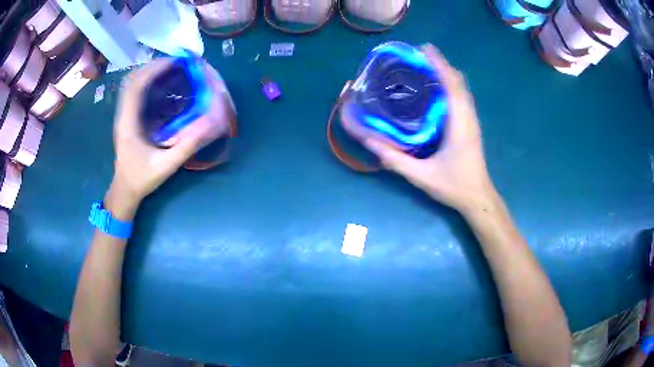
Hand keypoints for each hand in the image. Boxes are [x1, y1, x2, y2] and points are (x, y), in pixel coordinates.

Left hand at [108, 59, 228, 218]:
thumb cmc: (142, 179)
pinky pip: (133, 93)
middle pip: (132, 79)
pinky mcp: (126, 118)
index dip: (154, 69)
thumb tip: (209, 124)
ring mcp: (123, 116)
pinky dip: (146, 82)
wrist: (124, 191)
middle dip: (153, 66)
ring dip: (148, 72)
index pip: (136, 86)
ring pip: (131, 84)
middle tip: (175, 63)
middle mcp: (123, 115)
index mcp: (128, 124)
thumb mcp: (166, 166)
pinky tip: (160, 84)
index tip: (175, 62)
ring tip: (169, 69)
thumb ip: (186, 146)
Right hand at [345, 44, 496, 213]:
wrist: (478, 199)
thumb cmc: (454, 187)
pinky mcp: (471, 126)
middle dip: (441, 65)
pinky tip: (437, 89)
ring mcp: (472, 121)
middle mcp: (468, 118)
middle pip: (459, 82)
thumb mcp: (422, 176)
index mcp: (459, 125)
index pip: (452, 86)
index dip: (439, 65)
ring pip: (463, 89)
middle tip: (419, 56)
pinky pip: (463, 98)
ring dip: (447, 74)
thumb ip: (395, 160)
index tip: (424, 49)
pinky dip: (451, 86)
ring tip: (426, 67)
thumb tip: (369, 141)